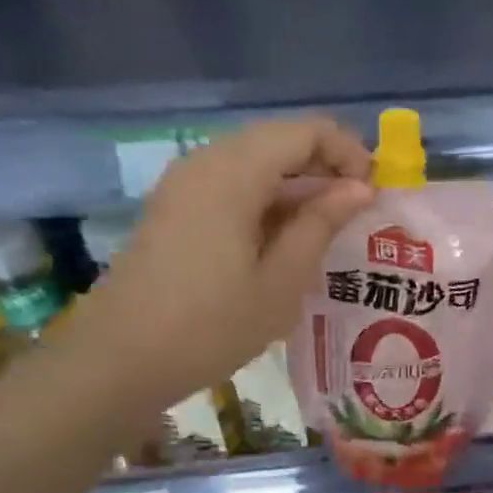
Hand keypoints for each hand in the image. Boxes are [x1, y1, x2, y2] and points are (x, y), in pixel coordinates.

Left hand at [80, 117, 372, 394]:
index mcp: (234, 173)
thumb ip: (321, 224)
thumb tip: (359, 189)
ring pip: (254, 160)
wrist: (118, 361)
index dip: (347, 151)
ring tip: (328, 225)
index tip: (374, 190)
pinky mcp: (174, 207)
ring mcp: (184, 184)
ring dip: (296, 183)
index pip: (304, 131)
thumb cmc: (210, 326)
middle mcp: (206, 162)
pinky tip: (284, 238)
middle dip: (325, 165)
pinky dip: (267, 198)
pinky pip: (231, 183)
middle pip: (278, 139)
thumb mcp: (281, 281)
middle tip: (358, 208)